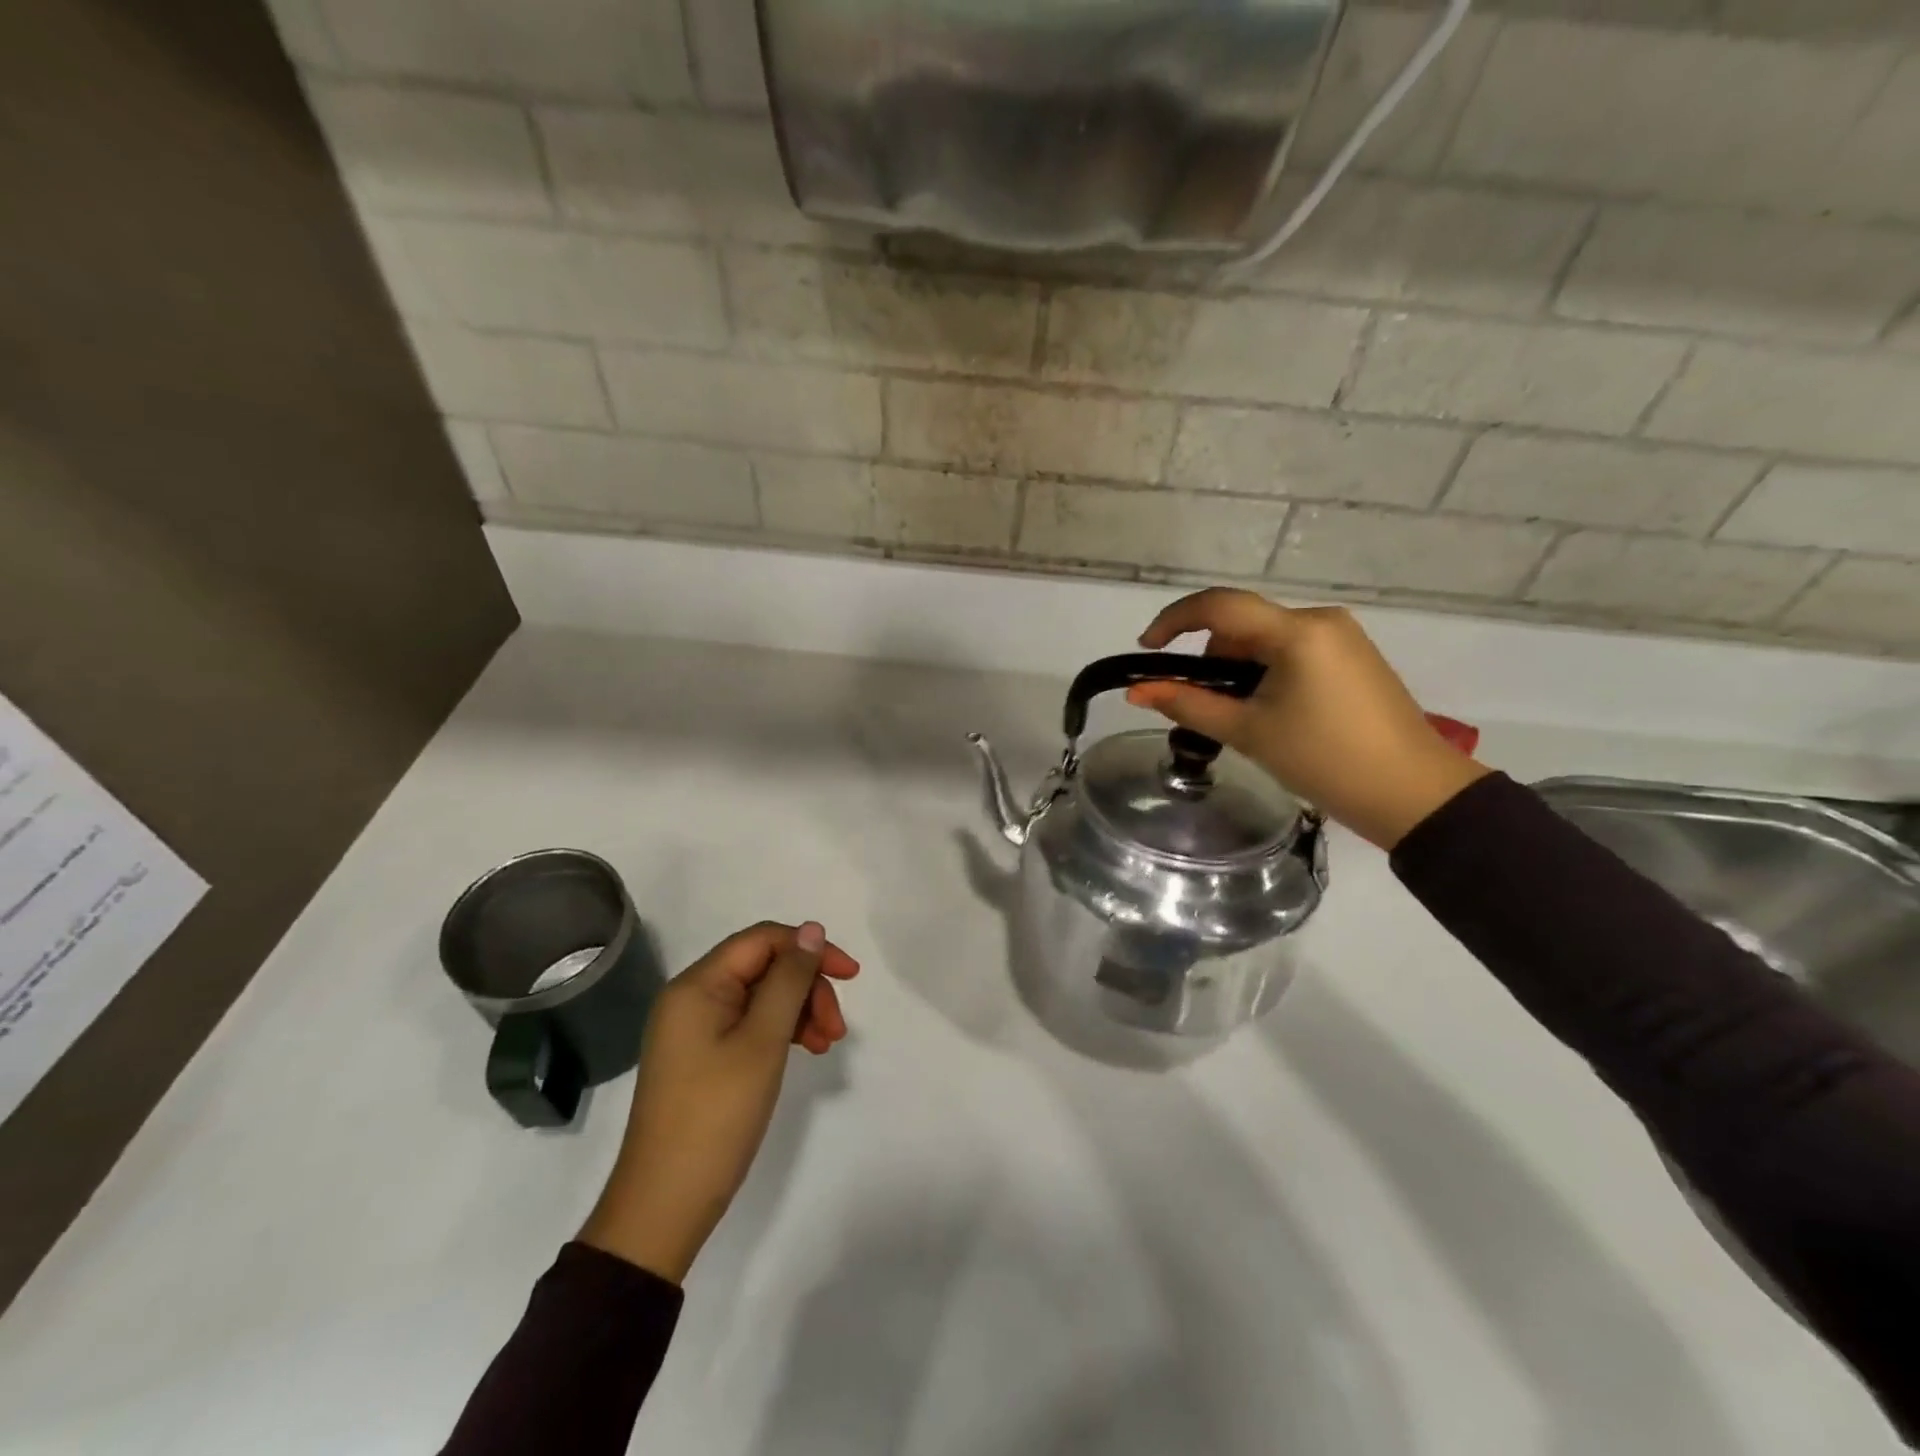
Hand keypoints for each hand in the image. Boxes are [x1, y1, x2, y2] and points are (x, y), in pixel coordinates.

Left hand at [579, 921, 859, 1282]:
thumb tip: (811, 929)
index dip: (810, 949)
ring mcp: (694, 1028)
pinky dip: (780, 1031)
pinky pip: (749, 1023)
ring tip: (826, 1045)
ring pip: (761, 996)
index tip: (851, 976)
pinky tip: (803, 1052)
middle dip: (807, 988)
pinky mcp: (701, 1056)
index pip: (763, 940)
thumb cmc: (716, 1117)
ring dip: (799, 1011)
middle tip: (836, 1030)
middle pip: (764, 967)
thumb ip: (789, 980)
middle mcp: (692, 997)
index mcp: (698, 985)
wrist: (664, 1207)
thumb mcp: (762, 1042)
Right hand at [1127, 588, 1488, 849]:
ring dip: (1240, 669)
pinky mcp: (1352, 656)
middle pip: (1242, 625)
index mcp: (1296, 632)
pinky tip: (1272, 712)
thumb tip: (1138, 691)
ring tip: (1244, 719)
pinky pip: (1291, 651)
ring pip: (1265, 639)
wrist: (1412, 793)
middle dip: (1212, 659)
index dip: (1174, 621)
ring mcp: (1341, 637)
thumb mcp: (1247, 732)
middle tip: (1205, 707)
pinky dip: (1266, 673)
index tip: (1147, 650)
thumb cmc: (1324, 760)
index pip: (1219, 606)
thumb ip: (1188, 704)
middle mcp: (1320, 620)